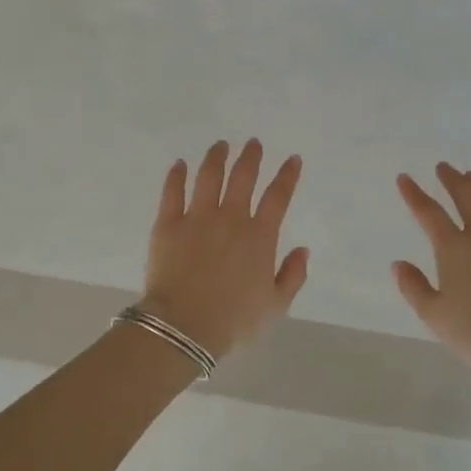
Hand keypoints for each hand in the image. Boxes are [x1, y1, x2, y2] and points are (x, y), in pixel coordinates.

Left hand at [142, 139, 309, 360]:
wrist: (184, 327)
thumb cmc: (234, 321)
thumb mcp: (276, 306)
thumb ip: (293, 275)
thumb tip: (302, 249)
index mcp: (259, 237)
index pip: (278, 197)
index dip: (287, 175)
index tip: (292, 159)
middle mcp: (230, 219)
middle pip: (243, 177)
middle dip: (250, 157)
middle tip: (253, 143)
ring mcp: (197, 218)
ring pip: (208, 177)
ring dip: (216, 157)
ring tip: (221, 145)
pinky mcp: (167, 224)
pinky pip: (172, 192)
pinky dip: (177, 176)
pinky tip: (179, 164)